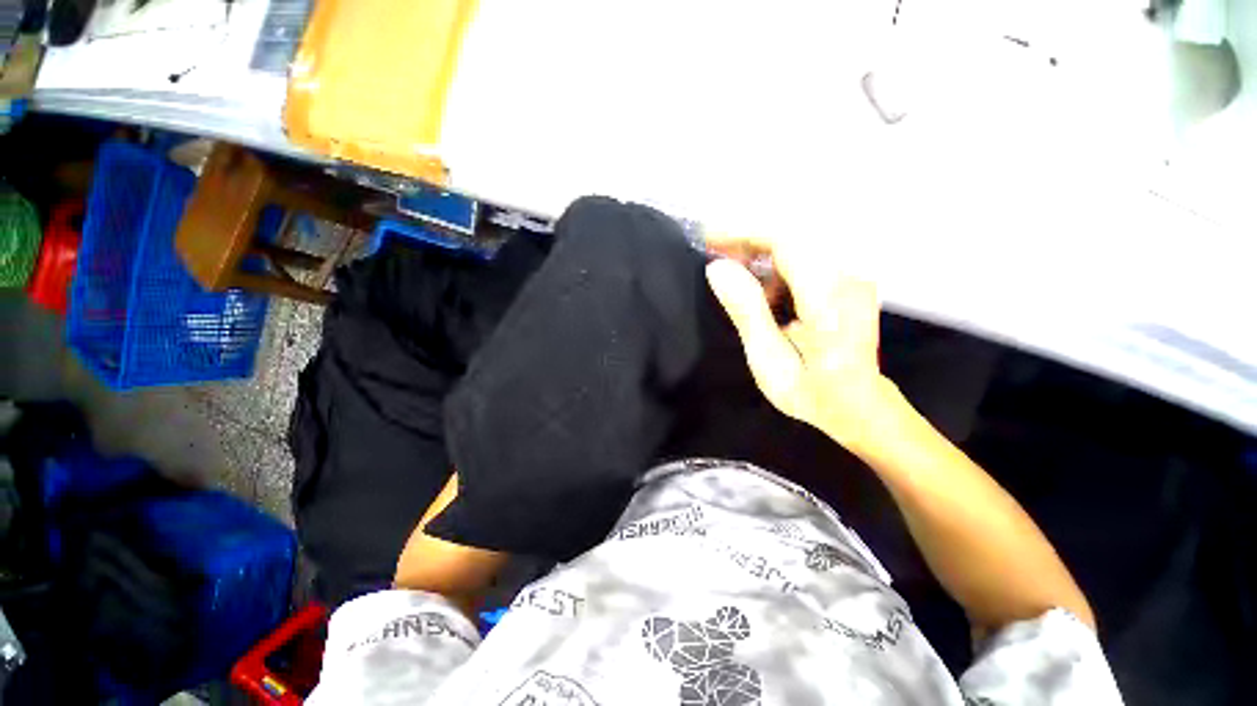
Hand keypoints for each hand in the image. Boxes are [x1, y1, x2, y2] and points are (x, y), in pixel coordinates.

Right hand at [705, 237, 901, 454]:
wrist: (857, 405)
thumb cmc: (810, 391)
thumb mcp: (769, 359)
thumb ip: (747, 311)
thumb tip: (717, 269)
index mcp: (827, 299)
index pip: (786, 242)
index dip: (744, 234)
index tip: (710, 239)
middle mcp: (847, 278)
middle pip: (791, 239)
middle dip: (747, 243)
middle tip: (714, 256)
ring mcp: (852, 278)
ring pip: (797, 248)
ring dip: (760, 256)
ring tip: (732, 275)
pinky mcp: (848, 282)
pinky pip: (806, 261)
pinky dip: (776, 268)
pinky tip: (761, 289)